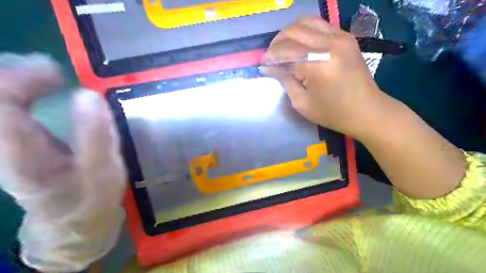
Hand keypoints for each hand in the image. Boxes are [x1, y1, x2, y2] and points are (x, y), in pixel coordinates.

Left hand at [0, 54, 126, 272]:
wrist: (75, 216)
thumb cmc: (93, 194)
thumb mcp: (102, 170)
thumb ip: (96, 135)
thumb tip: (88, 95)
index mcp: (22, 154)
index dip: (20, 80)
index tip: (57, 72)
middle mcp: (1, 145)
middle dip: (11, 75)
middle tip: (49, 70)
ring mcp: (5, 143)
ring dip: (13, 81)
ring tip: (46, 75)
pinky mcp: (14, 141)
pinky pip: (7, 108)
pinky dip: (18, 91)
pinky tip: (41, 87)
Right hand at [263, 16, 394, 138]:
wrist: (367, 110)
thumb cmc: (332, 113)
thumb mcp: (302, 103)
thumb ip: (285, 80)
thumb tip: (269, 68)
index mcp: (317, 64)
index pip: (285, 51)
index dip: (270, 56)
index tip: (262, 64)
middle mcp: (329, 44)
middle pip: (293, 31)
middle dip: (277, 42)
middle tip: (271, 56)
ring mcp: (340, 37)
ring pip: (306, 22)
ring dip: (290, 33)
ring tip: (283, 47)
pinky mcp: (347, 37)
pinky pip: (320, 25)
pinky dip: (306, 31)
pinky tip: (301, 44)